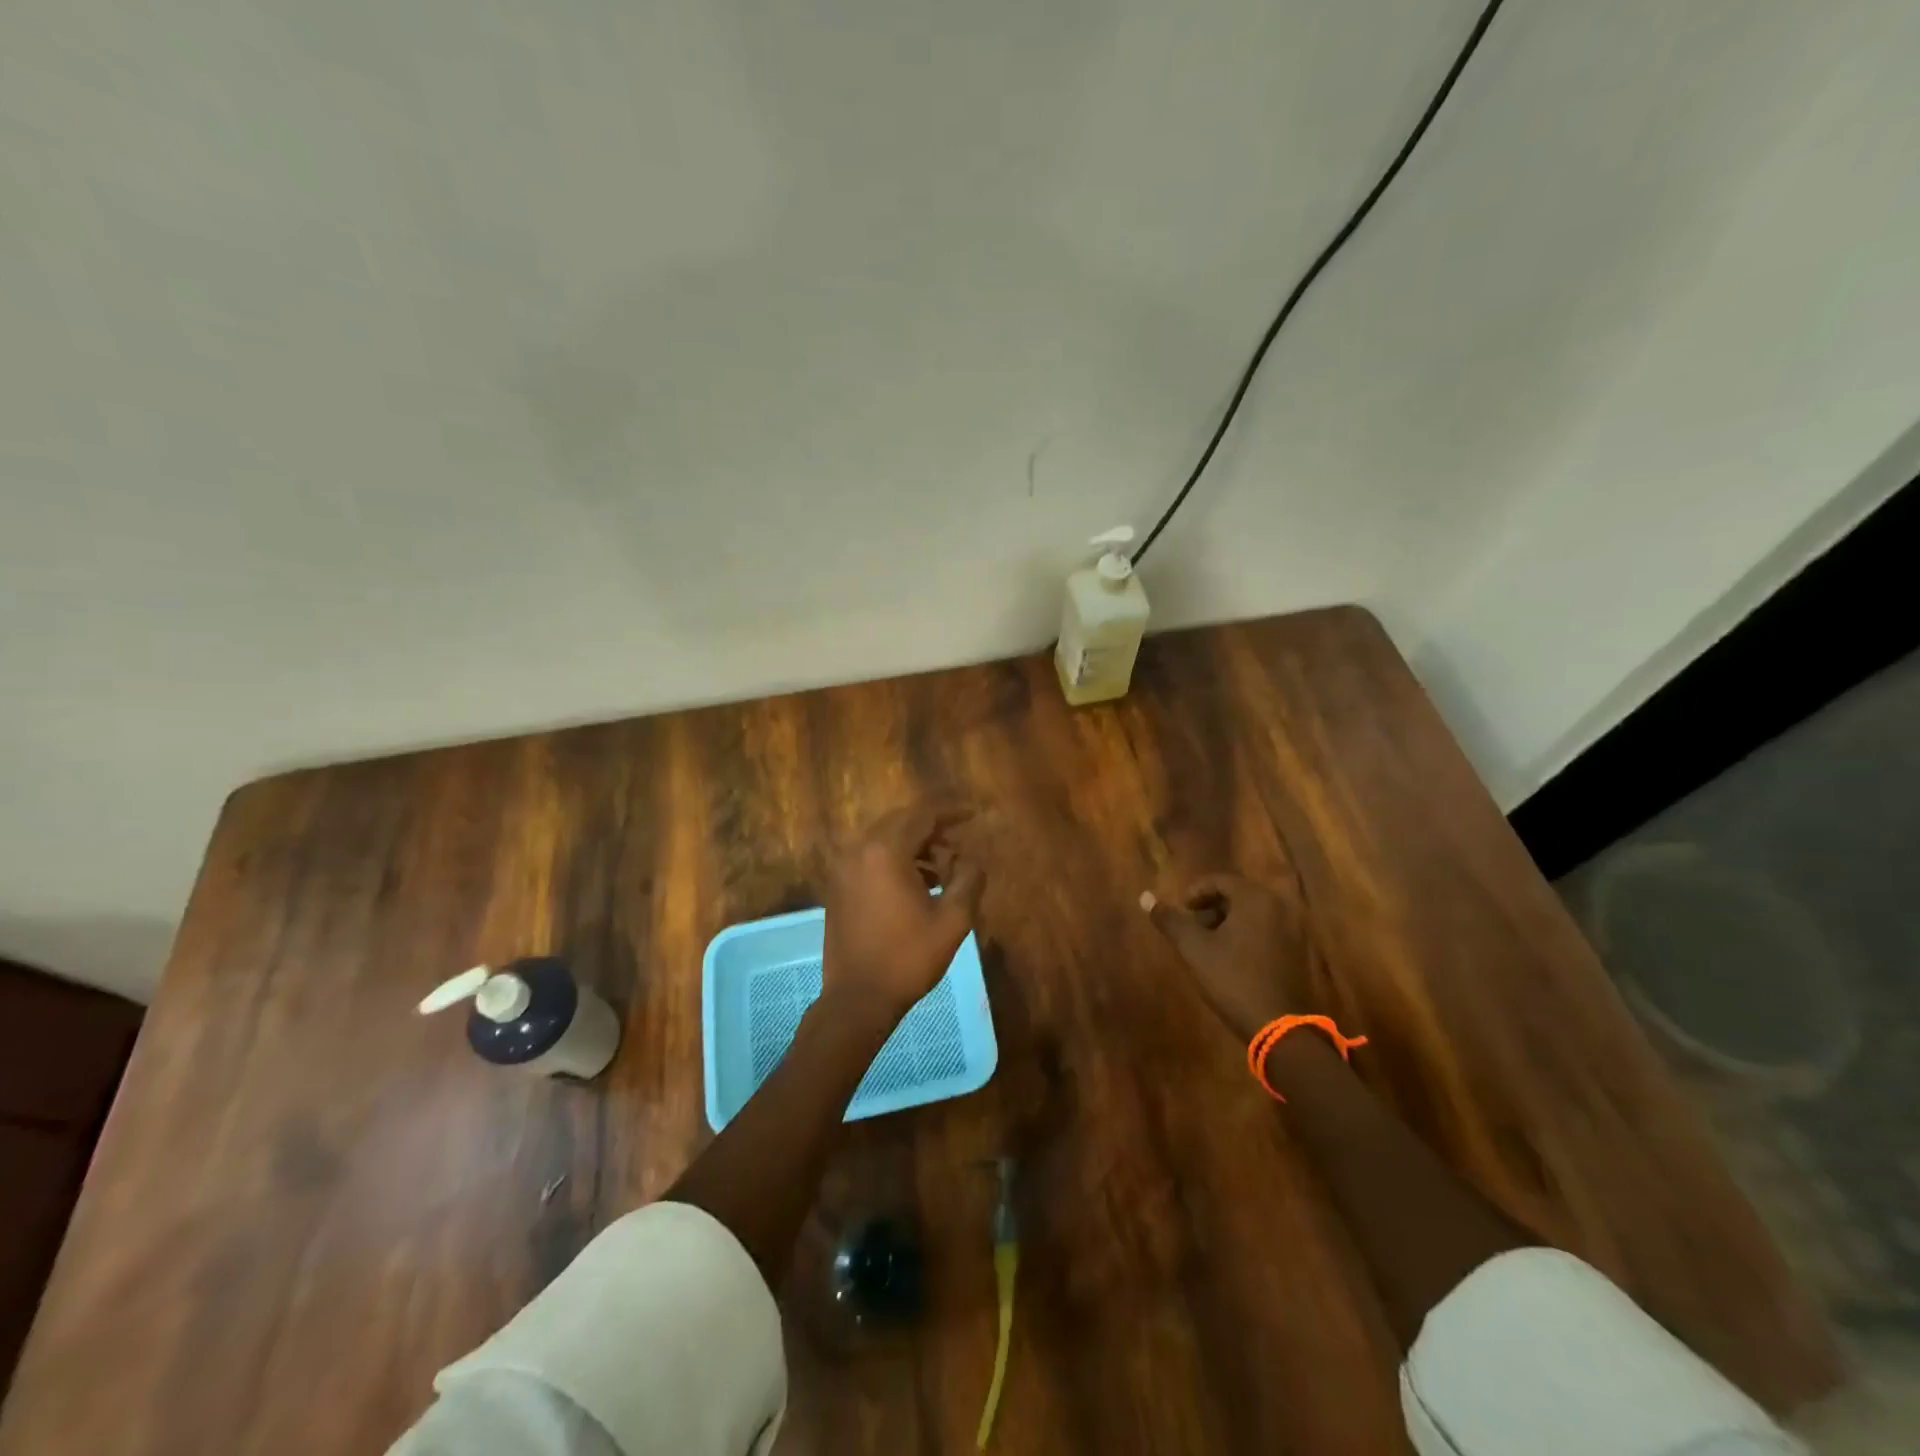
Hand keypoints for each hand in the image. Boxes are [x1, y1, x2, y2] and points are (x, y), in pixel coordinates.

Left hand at [822, 805, 985, 1021]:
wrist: (858, 999)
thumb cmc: (908, 958)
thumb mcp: (953, 920)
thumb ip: (968, 880)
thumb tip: (971, 860)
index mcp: (885, 851)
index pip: (922, 815)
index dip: (951, 811)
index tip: (974, 814)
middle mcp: (859, 850)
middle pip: (901, 821)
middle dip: (933, 828)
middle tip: (960, 842)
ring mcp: (844, 868)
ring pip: (885, 839)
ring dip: (915, 845)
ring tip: (944, 869)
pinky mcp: (839, 887)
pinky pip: (871, 857)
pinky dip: (896, 859)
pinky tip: (918, 884)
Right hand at [1142, 872, 1318, 1043]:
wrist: (1279, 1027)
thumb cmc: (1233, 979)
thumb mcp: (1194, 948)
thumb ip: (1170, 920)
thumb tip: (1145, 897)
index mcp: (1255, 898)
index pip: (1220, 880)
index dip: (1195, 892)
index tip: (1181, 910)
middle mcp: (1279, 906)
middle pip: (1238, 895)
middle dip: (1211, 908)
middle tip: (1193, 928)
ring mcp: (1293, 930)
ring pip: (1253, 914)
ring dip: (1228, 923)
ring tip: (1208, 945)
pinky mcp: (1298, 952)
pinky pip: (1267, 931)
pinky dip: (1246, 936)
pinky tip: (1232, 959)